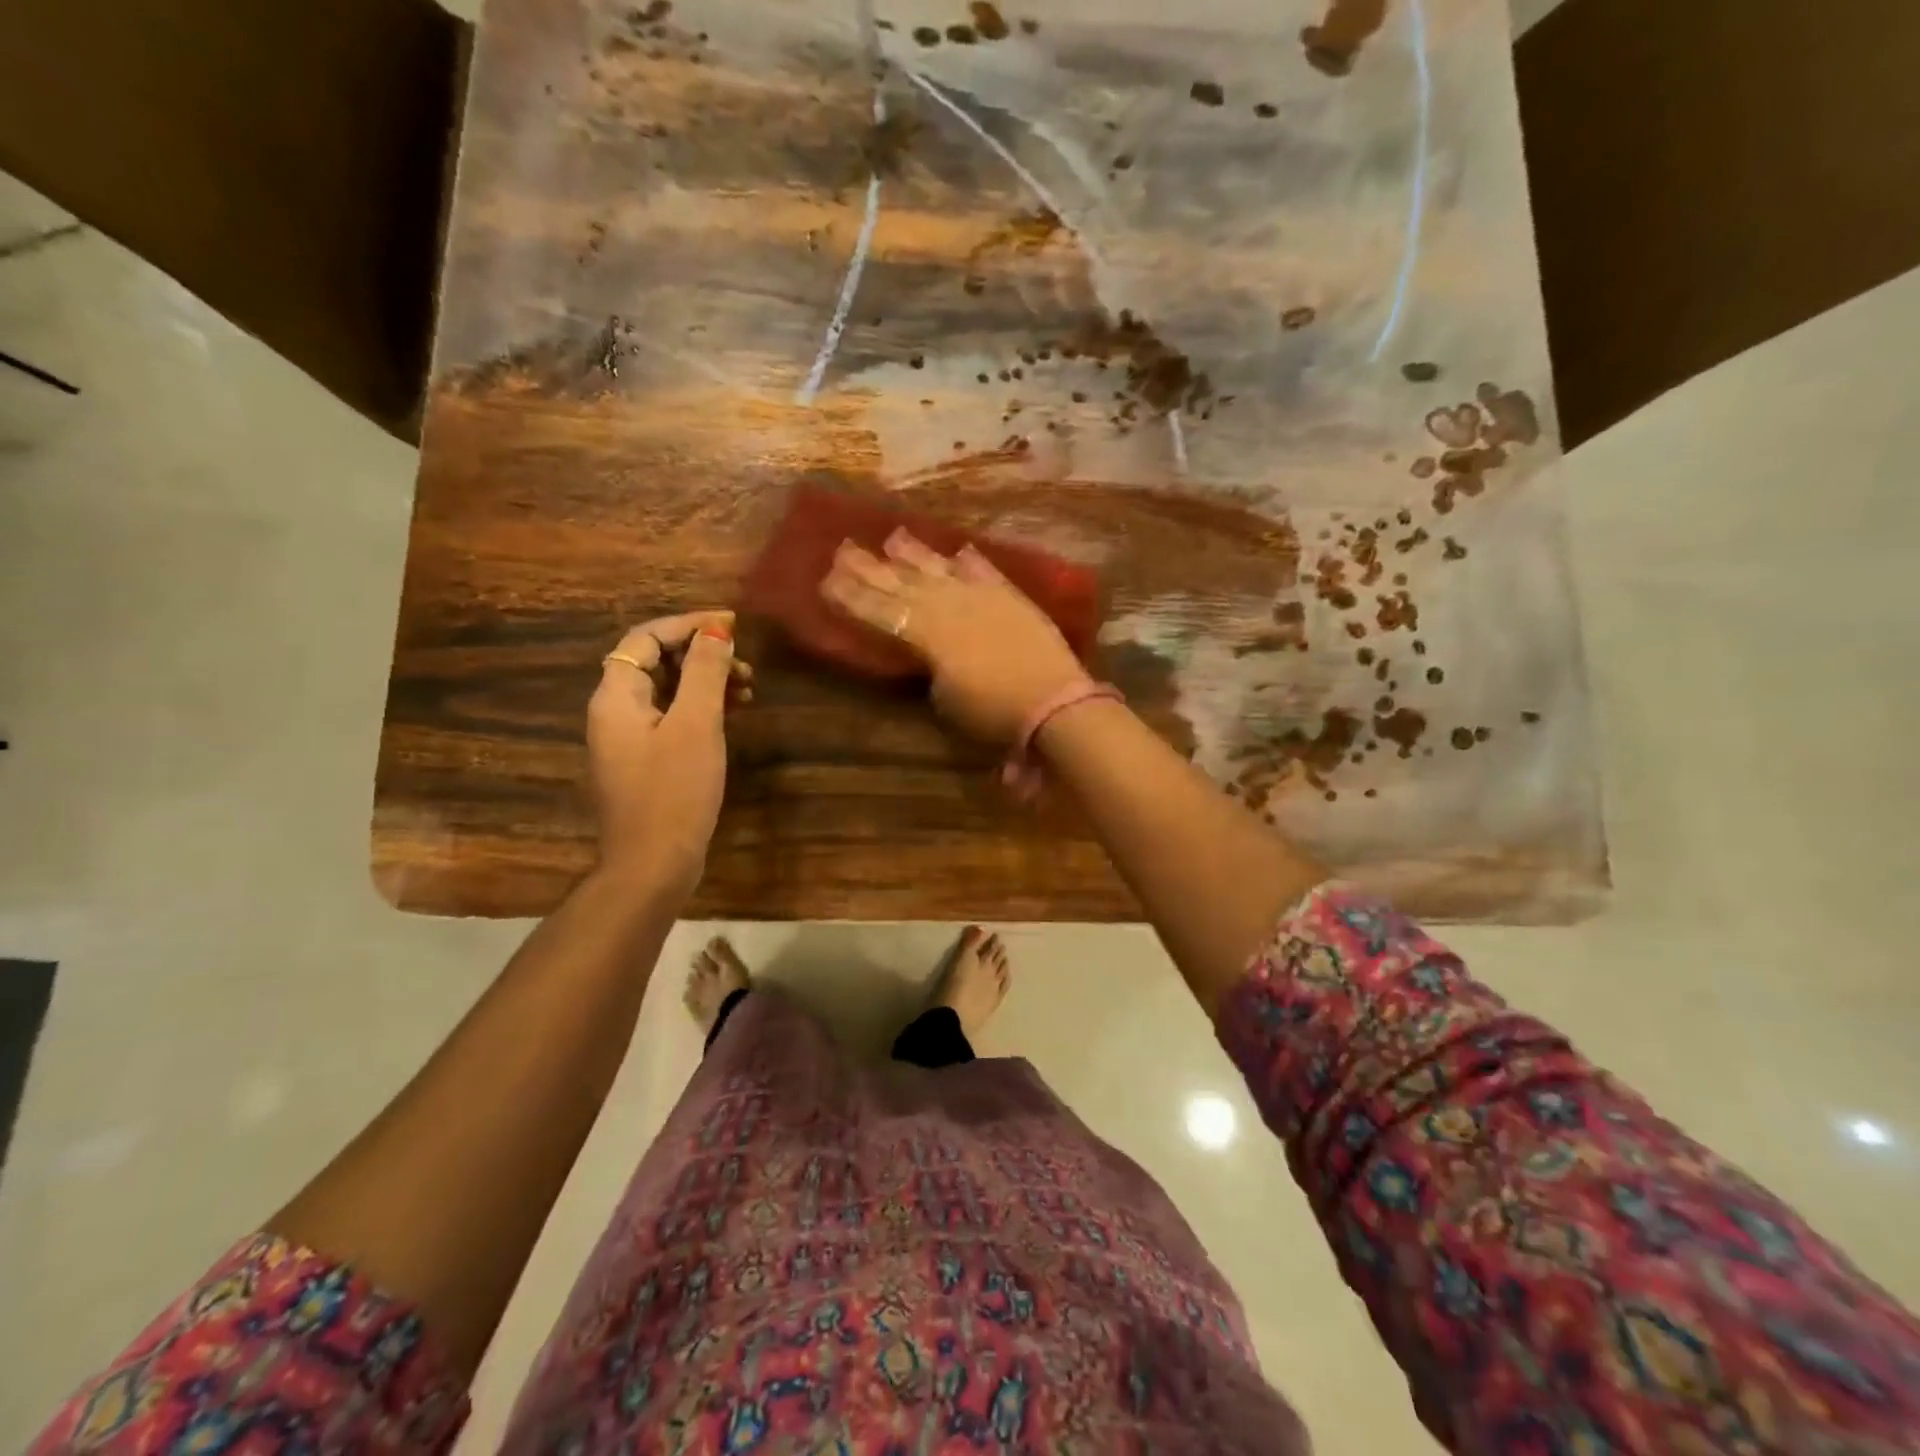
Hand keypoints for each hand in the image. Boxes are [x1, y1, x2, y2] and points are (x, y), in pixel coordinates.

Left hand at [587, 611, 752, 899]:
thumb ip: (704, 672)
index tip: (732, 626)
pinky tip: (732, 715)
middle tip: (745, 664)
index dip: (688, 625)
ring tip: (748, 688)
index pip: (646, 638)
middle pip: (656, 662)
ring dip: (705, 681)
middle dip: (701, 654)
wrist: (653, 865)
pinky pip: (672, 718)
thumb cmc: (674, 791)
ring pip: (668, 691)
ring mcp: (629, 739)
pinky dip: (701, 709)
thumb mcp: (696, 725)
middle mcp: (615, 711)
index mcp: (617, 696)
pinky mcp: (646, 762)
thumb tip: (717, 631)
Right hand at [821, 531, 1089, 744]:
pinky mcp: (1011, 598)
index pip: (880, 611)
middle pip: (902, 583)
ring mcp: (982, 597)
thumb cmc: (993, 712)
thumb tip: (927, 651)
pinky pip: (985, 573)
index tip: (825, 579)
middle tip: (842, 548)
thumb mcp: (946, 698)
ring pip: (940, 570)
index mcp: (928, 634)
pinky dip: (970, 562)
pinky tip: (958, 550)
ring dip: (914, 553)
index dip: (851, 597)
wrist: (1054, 701)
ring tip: (892, 536)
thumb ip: (930, 665)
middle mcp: (949, 606)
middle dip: (870, 567)